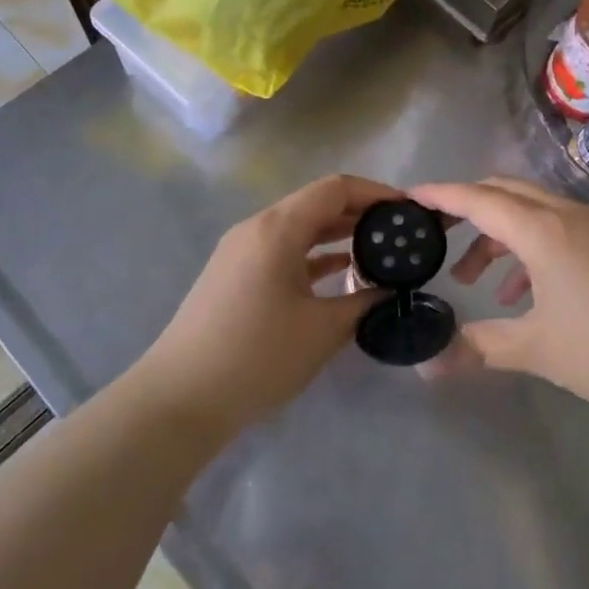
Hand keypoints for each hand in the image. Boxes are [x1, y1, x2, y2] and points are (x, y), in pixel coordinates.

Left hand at [136, 174, 399, 435]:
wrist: (180, 399)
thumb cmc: (257, 356)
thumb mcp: (322, 330)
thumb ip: (364, 301)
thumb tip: (392, 289)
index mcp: (277, 228)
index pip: (335, 189)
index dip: (375, 193)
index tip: (408, 210)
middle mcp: (257, 228)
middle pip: (316, 203)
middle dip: (360, 213)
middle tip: (400, 232)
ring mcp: (241, 251)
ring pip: (299, 227)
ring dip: (338, 233)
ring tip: (379, 250)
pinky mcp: (235, 275)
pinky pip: (283, 249)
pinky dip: (313, 254)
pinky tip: (341, 271)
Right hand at [410, 177, 588, 431]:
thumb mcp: (538, 350)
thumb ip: (480, 348)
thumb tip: (428, 367)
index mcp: (542, 230)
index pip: (478, 199)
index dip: (440, 195)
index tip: (407, 196)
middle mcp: (567, 215)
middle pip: (506, 193)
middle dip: (468, 209)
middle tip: (437, 235)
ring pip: (534, 212)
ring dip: (500, 235)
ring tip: (477, 280)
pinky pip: (559, 230)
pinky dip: (531, 249)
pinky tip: (528, 294)